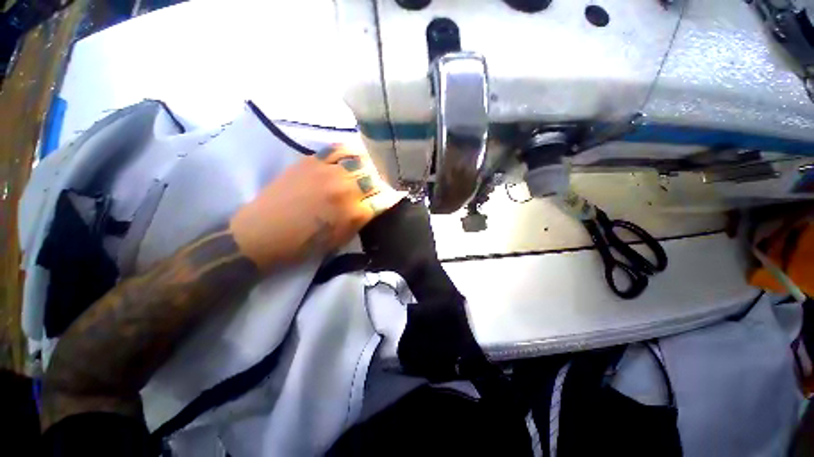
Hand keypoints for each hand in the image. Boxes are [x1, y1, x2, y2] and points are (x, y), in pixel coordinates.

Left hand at [229, 144, 404, 268]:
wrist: (263, 233)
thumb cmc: (304, 244)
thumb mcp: (340, 239)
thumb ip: (362, 219)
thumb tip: (378, 204)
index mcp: (354, 212)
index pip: (384, 199)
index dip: (394, 195)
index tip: (398, 193)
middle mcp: (346, 189)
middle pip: (375, 177)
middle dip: (384, 180)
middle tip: (384, 181)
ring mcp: (328, 172)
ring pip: (361, 160)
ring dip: (371, 163)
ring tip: (373, 165)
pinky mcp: (311, 161)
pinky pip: (338, 149)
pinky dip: (351, 150)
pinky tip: (355, 153)